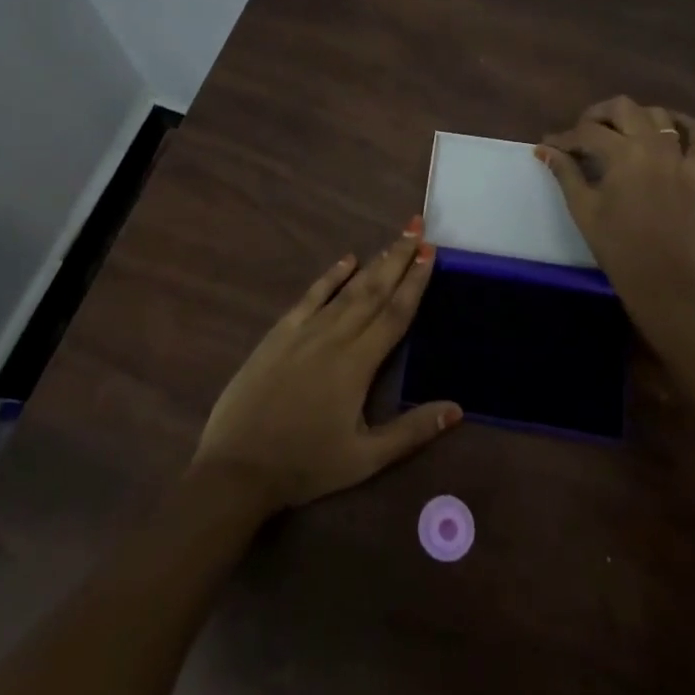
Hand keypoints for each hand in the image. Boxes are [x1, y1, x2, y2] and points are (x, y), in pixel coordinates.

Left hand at [191, 218, 461, 511]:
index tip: (430, 252)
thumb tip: (457, 408)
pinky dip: (330, 276)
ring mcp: (304, 331)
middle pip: (374, 291)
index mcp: (358, 364)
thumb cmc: (305, 465)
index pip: (395, 314)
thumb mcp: (365, 459)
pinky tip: (346, 260)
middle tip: (417, 228)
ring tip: (394, 241)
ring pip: (346, 290)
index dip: (415, 282)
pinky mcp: (279, 334)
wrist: (237, 466)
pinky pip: (310, 296)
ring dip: (373, 263)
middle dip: (398, 259)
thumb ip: (411, 431)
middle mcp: (335, 337)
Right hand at [537, 97, 694, 345]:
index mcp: (624, 154)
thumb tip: (544, 149)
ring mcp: (679, 159)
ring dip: (634, 116)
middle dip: (597, 115)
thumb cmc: (616, 245)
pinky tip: (673, 125)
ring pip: (658, 116)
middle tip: (580, 135)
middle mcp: (653, 146)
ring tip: (616, 132)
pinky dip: (690, 127)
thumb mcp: (583, 207)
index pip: (587, 132)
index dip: (564, 137)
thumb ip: (565, 172)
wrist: (660, 281)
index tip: (548, 146)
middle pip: (623, 108)